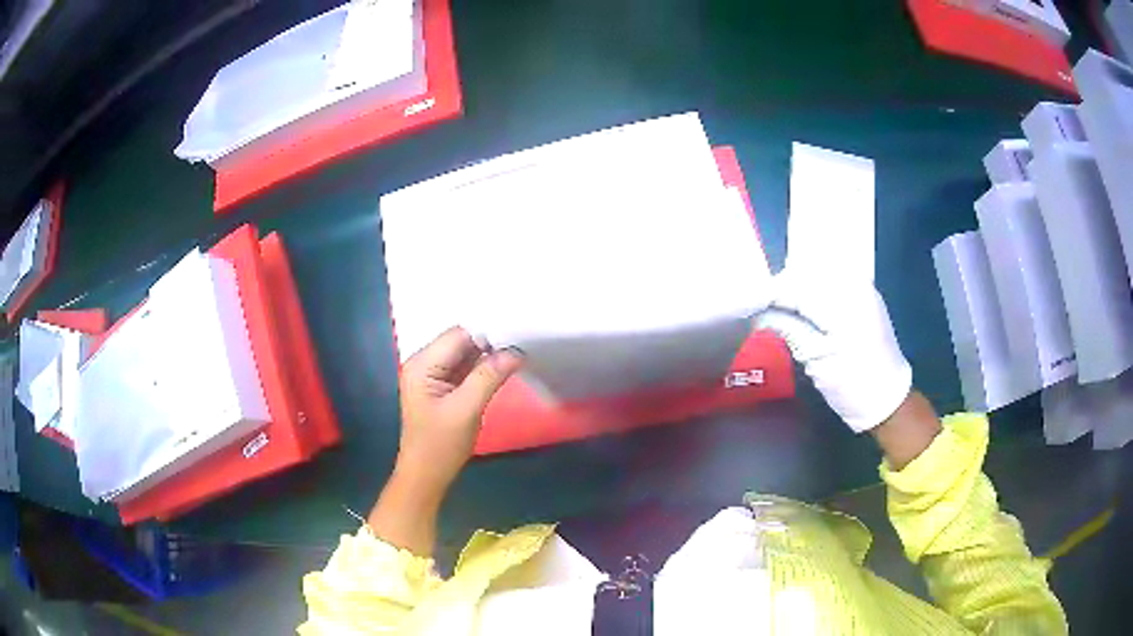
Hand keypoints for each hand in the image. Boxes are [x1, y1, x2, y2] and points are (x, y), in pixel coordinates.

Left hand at [369, 327, 522, 555]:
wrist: (426, 476)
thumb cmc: (440, 445)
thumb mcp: (466, 410)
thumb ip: (489, 377)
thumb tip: (516, 351)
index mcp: (422, 364)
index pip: (458, 335)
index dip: (486, 334)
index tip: (518, 338)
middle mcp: (425, 363)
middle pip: (462, 342)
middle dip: (490, 344)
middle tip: (522, 345)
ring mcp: (433, 375)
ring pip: (466, 355)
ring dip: (488, 357)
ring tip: (518, 355)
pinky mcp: (443, 387)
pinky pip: (466, 369)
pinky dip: (483, 369)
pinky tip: (503, 370)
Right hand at [755, 271, 911, 432]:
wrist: (888, 400)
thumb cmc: (853, 385)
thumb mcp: (816, 359)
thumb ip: (787, 327)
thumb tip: (757, 312)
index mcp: (843, 301)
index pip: (796, 286)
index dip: (769, 293)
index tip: (745, 303)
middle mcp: (854, 284)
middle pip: (806, 273)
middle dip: (781, 288)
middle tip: (759, 308)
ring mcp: (861, 287)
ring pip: (817, 274)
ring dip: (796, 288)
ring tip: (777, 308)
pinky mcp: (863, 295)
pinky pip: (831, 281)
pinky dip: (812, 290)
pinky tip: (801, 306)